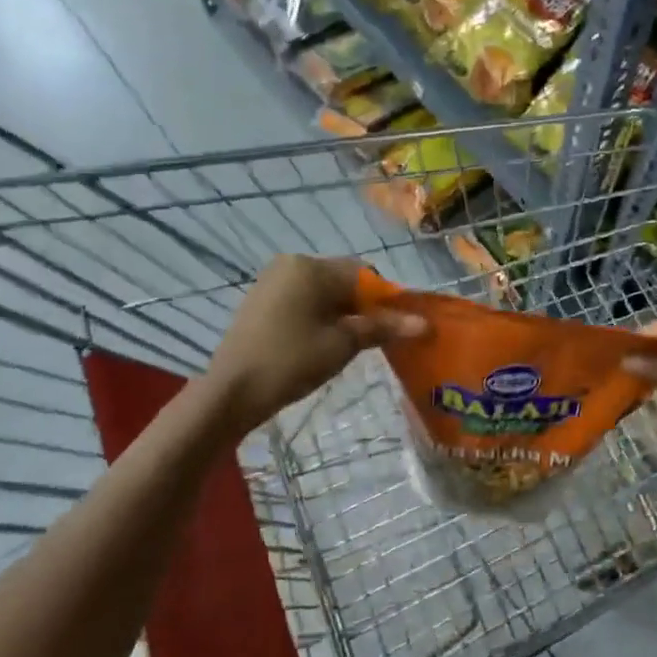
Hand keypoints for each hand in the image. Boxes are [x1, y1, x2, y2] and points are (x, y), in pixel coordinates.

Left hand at [203, 256, 424, 435]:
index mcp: (311, 267)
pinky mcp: (262, 301)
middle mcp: (291, 264)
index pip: (365, 273)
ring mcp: (273, 282)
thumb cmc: (291, 361)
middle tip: (378, 340)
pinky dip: (322, 317)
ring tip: (352, 345)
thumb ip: (383, 327)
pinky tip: (325, 343)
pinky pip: (304, 301)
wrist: (231, 392)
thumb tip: (424, 324)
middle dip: (366, 307)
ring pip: (324, 292)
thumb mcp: (342, 343)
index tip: (398, 327)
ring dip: (345, 314)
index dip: (387, 299)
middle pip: (344, 280)